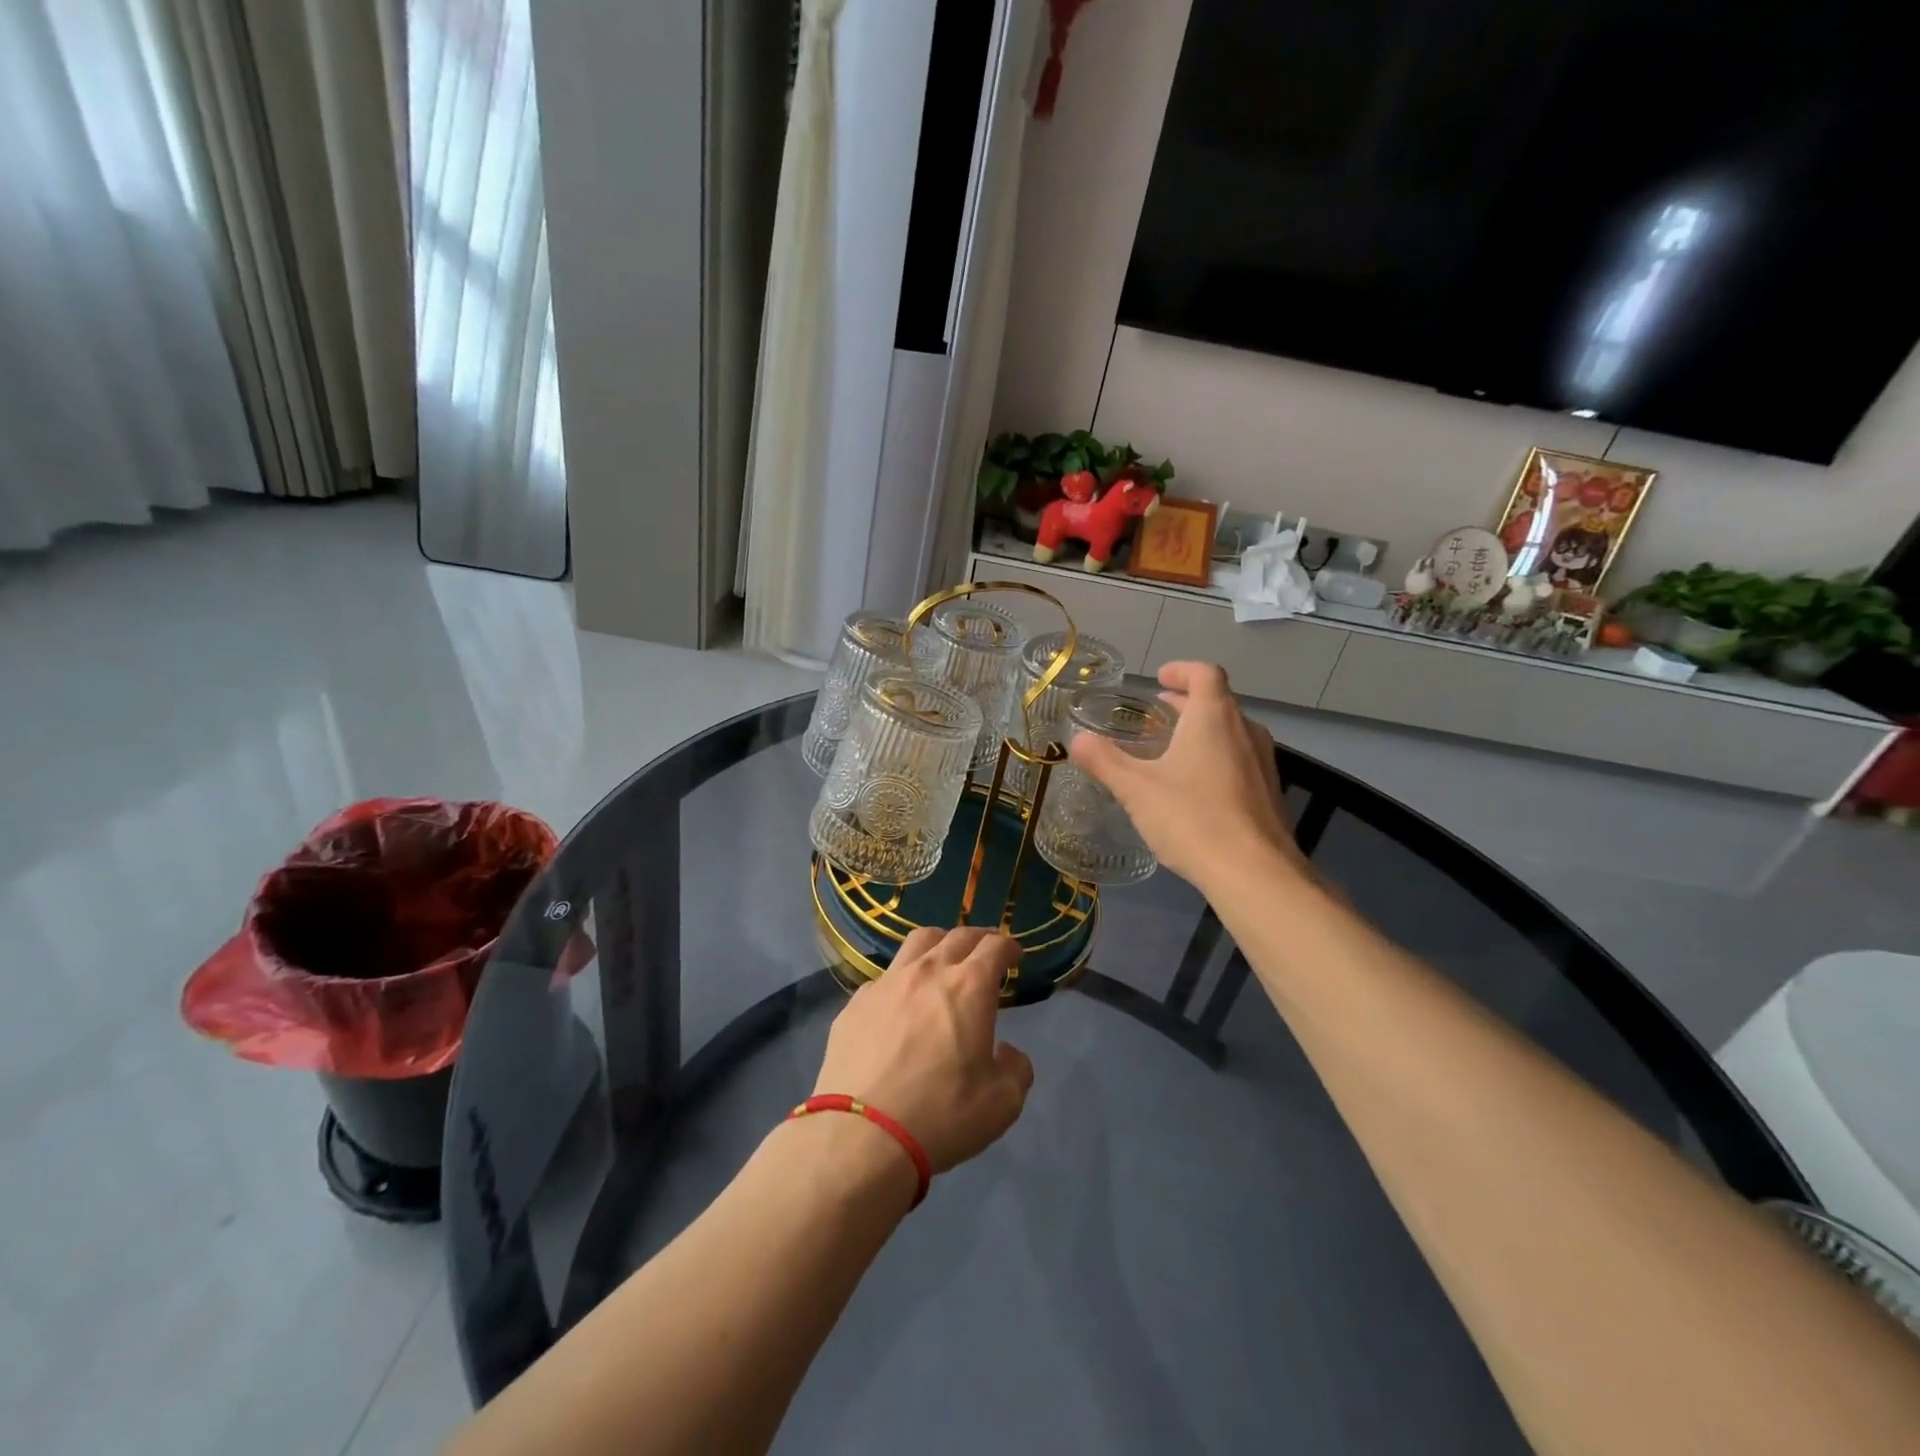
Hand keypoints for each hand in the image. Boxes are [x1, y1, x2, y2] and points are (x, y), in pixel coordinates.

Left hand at [813, 927, 1034, 1174]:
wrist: (862, 1135)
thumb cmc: (941, 1115)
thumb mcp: (1002, 1103)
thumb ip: (1015, 1069)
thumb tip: (1006, 1051)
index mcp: (969, 987)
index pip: (994, 946)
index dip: (1008, 945)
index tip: (1014, 954)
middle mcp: (928, 972)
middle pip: (957, 936)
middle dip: (978, 938)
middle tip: (985, 950)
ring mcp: (887, 983)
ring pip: (917, 943)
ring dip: (939, 944)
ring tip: (943, 958)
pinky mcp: (856, 1003)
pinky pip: (885, 977)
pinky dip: (902, 979)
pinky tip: (901, 1001)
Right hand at [1068, 661, 1303, 891]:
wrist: (1254, 873)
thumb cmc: (1192, 818)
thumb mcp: (1136, 789)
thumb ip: (1104, 760)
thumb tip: (1077, 739)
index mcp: (1214, 717)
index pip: (1205, 673)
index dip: (1182, 670)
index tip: (1160, 679)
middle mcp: (1245, 730)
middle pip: (1218, 702)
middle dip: (1186, 704)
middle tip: (1156, 717)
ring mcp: (1264, 762)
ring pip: (1231, 732)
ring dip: (1202, 732)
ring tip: (1172, 752)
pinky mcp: (1270, 793)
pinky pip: (1240, 760)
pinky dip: (1217, 759)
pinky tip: (1196, 790)